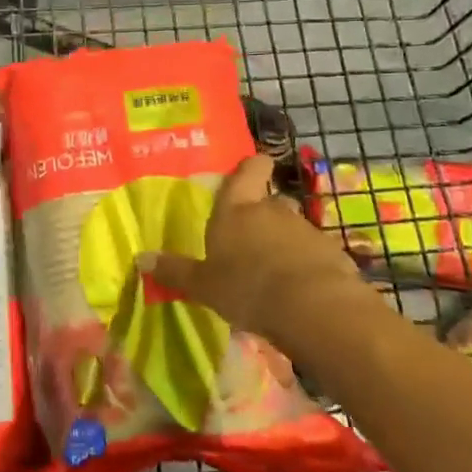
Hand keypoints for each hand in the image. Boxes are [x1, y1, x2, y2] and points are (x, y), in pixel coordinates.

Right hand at [136, 154, 358, 350]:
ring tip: (273, 272)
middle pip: (269, 201)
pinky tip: (298, 291)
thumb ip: (176, 271)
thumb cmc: (247, 287)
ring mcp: (305, 230)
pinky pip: (313, 254)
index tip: (255, 163)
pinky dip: (305, 266)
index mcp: (237, 210)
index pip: (248, 171)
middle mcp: (272, 210)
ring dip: (284, 243)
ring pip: (292, 228)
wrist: (314, 308)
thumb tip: (141, 258)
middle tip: (250, 239)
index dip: (252, 166)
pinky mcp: (331, 253)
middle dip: (262, 215)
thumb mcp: (204, 285)